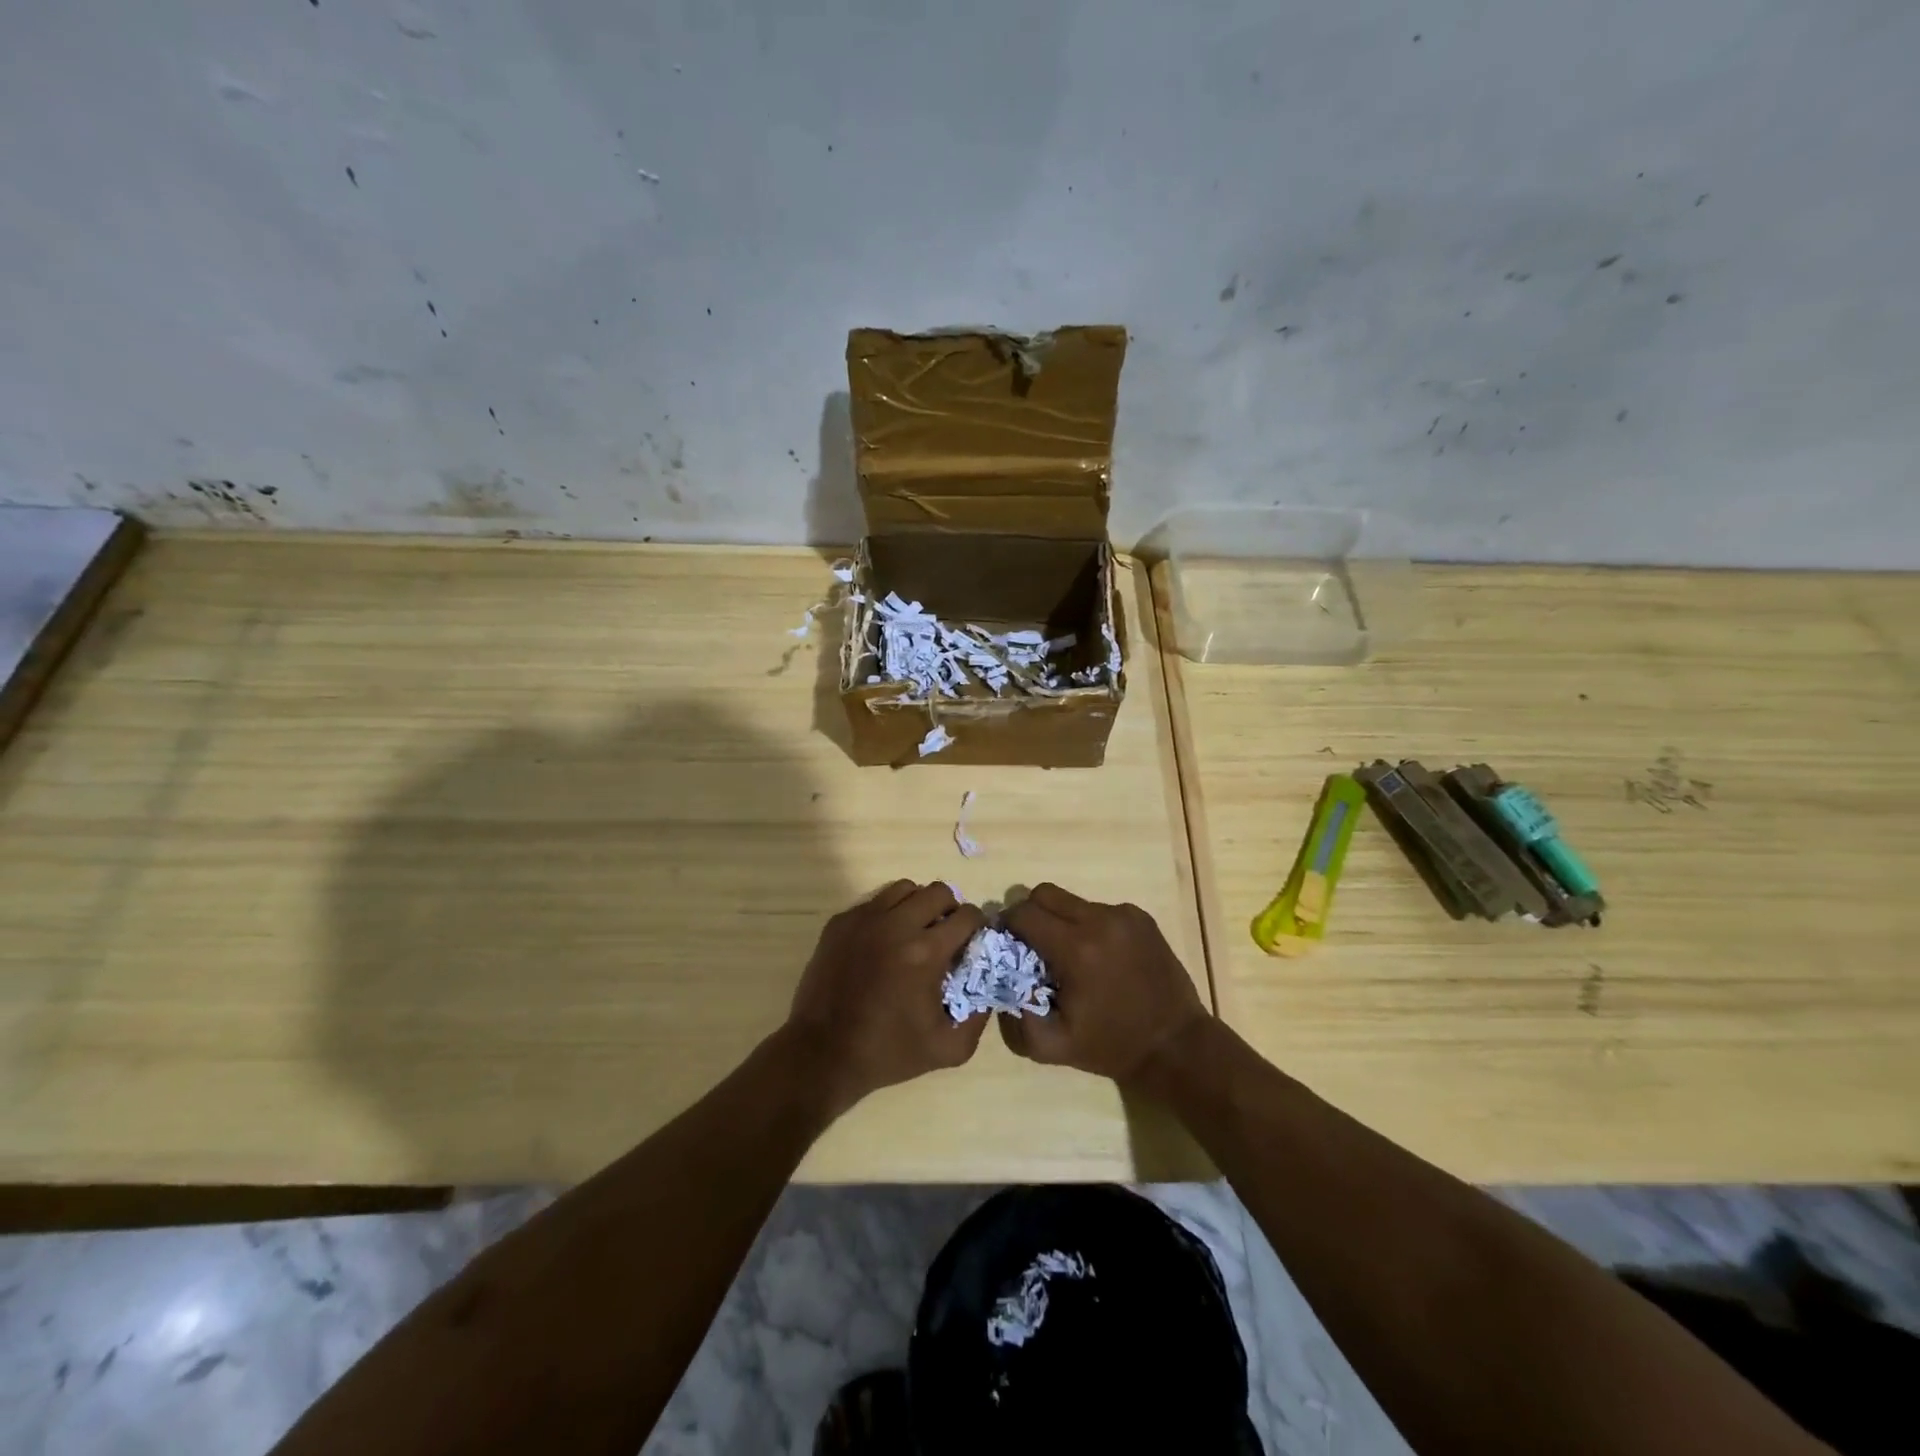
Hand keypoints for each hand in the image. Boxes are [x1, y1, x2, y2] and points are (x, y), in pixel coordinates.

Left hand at [783, 881, 988, 1115]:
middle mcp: (896, 925)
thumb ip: (979, 1016)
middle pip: (939, 891)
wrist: (822, 1054)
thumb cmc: (888, 1053)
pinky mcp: (840, 922)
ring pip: (905, 889)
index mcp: (926, 952)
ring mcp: (864, 919)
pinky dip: (887, 913)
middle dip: (950, 909)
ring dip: (918, 905)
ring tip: (914, 932)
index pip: (967, 916)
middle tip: (945, 935)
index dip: (977, 927)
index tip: (972, 943)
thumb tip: (989, 984)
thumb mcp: (948, 1048)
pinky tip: (883, 942)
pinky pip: (875, 901)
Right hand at [999, 883, 1210, 1081]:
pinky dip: (1089, 925)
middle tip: (1032, 943)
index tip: (1007, 943)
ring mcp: (1124, 914)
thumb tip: (1001, 980)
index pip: (1024, 914)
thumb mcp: (1052, 1046)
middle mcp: (1100, 920)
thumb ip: (1017, 1015)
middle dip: (1031, 914)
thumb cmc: (1111, 1046)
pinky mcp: (1141, 917)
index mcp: (1076, 949)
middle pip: (1045, 893)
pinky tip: (1100, 956)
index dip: (1008, 925)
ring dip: (1061, 921)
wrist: (1176, 1045)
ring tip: (1070, 955)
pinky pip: (1100, 909)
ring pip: (1072, 900)